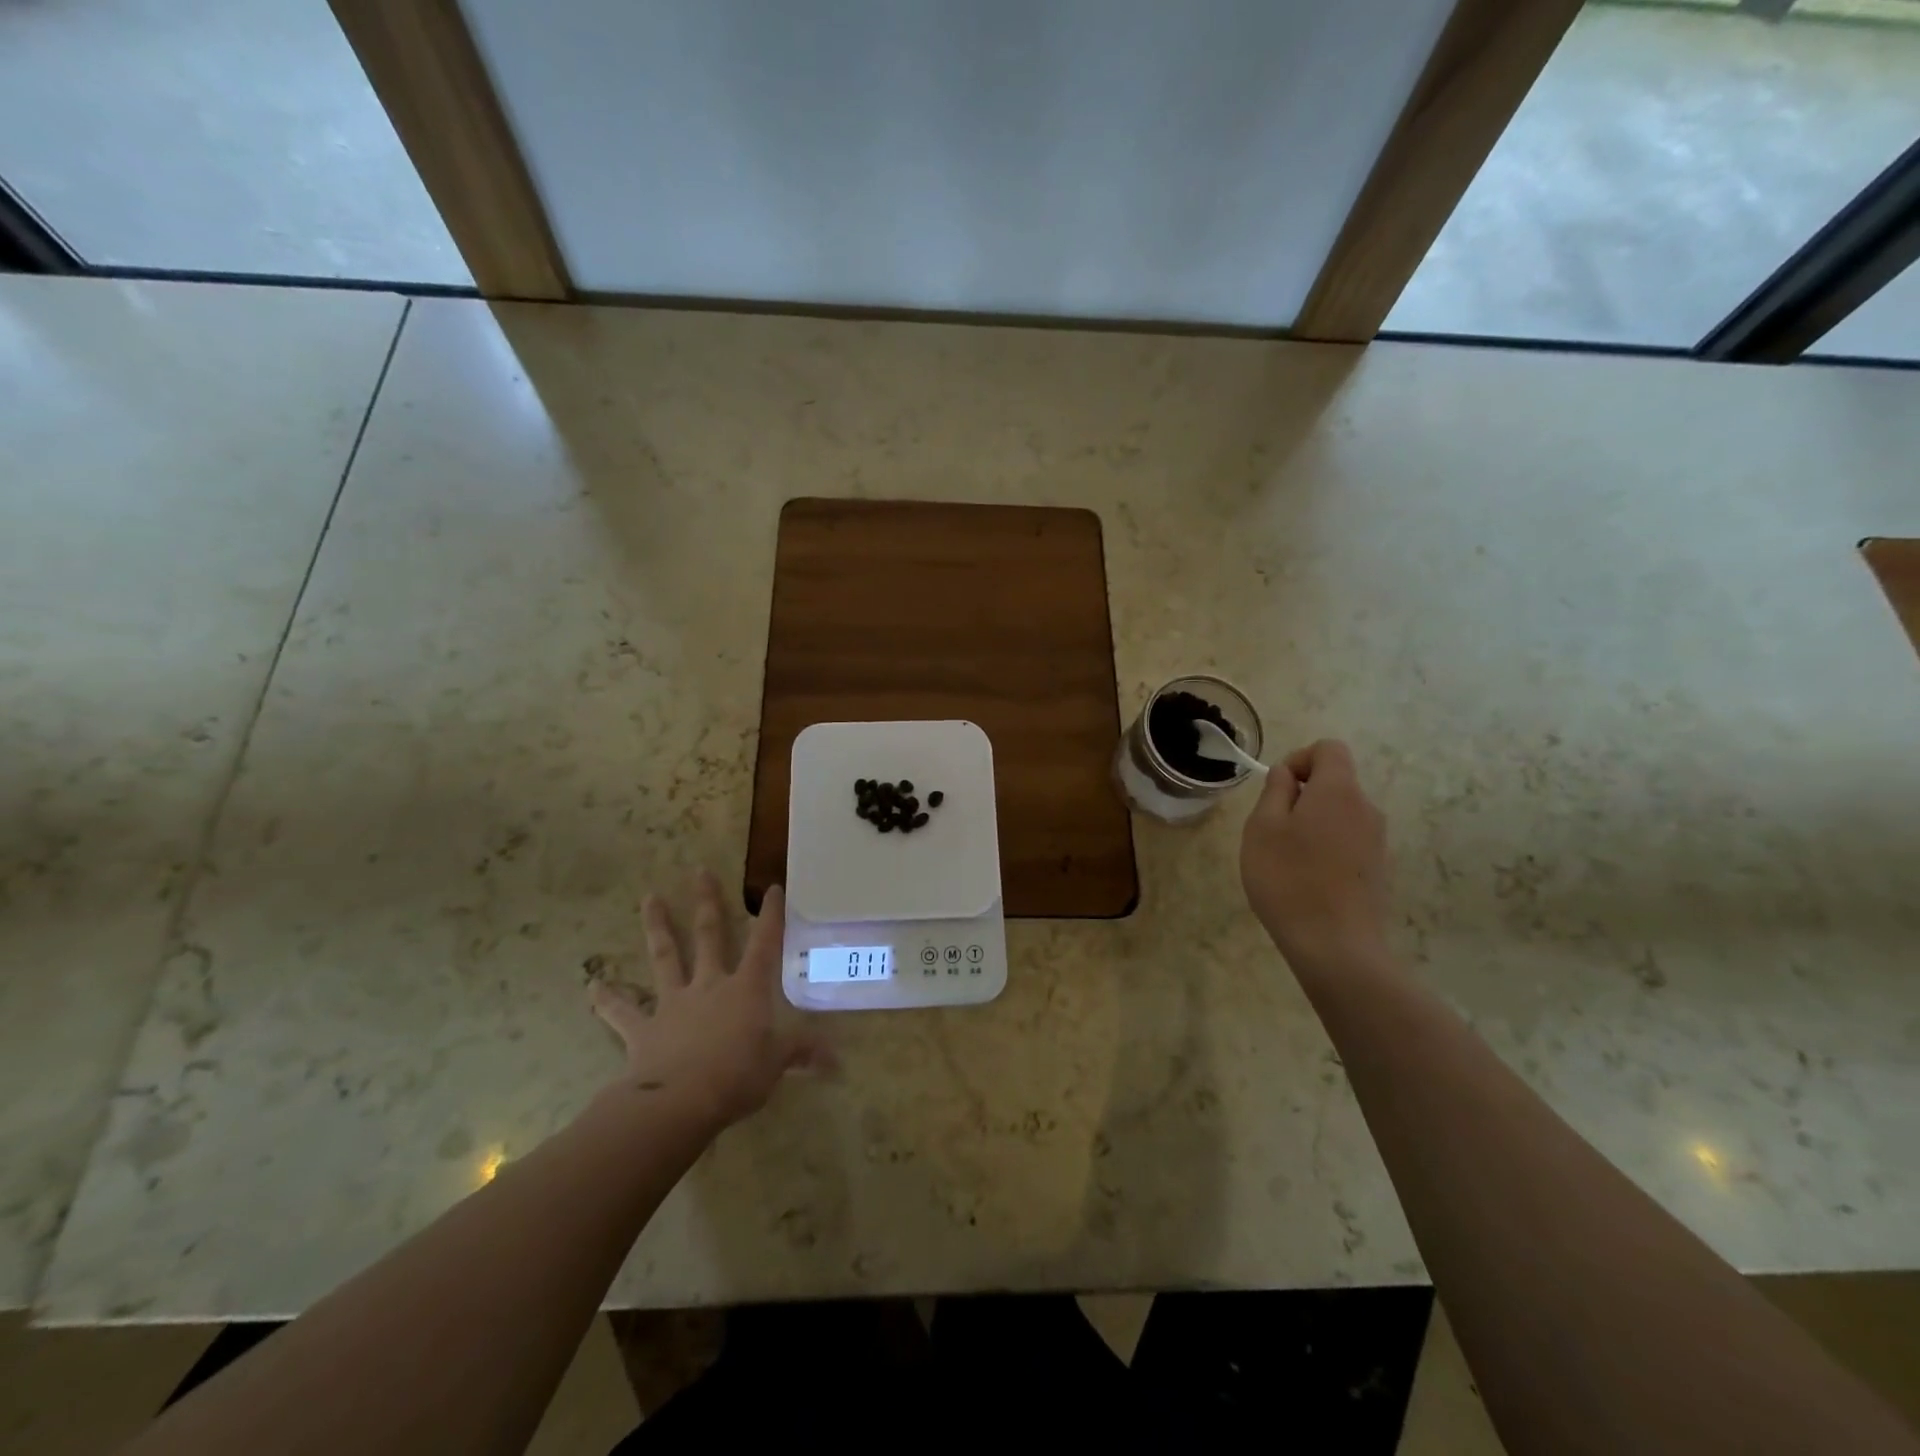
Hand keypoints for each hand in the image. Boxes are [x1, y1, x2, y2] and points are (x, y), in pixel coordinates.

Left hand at [588, 872, 832, 1131]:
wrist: (679, 1102)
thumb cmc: (737, 1075)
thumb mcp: (778, 1063)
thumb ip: (804, 1053)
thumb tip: (837, 1061)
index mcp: (746, 989)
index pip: (764, 943)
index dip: (771, 915)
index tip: (772, 887)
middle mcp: (709, 985)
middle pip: (709, 936)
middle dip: (706, 902)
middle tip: (698, 871)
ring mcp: (673, 1003)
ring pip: (665, 957)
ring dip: (658, 927)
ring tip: (648, 898)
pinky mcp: (643, 1029)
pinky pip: (622, 1011)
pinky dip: (607, 1000)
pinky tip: (591, 987)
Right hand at [1240, 739, 1391, 974]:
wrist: (1335, 946)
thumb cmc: (1288, 879)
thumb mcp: (1262, 828)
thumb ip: (1275, 791)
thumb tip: (1287, 774)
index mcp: (1338, 791)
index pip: (1329, 748)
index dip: (1300, 759)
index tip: (1277, 789)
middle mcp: (1366, 808)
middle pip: (1336, 782)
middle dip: (1303, 795)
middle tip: (1272, 829)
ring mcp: (1377, 841)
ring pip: (1340, 814)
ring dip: (1313, 823)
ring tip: (1287, 858)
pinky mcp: (1378, 869)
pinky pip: (1348, 841)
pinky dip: (1326, 848)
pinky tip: (1308, 880)